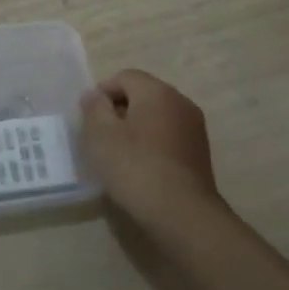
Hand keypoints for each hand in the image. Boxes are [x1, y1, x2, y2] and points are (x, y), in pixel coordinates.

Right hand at [81, 69, 227, 231]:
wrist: (182, 213)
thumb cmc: (135, 167)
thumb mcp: (100, 135)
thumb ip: (94, 108)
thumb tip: (94, 95)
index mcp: (156, 91)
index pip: (125, 77)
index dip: (102, 92)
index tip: (89, 118)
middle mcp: (180, 102)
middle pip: (143, 94)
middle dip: (119, 109)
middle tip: (100, 135)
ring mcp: (194, 128)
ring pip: (157, 116)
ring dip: (136, 127)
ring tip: (119, 153)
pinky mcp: (200, 152)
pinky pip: (168, 136)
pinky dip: (152, 143)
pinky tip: (140, 167)